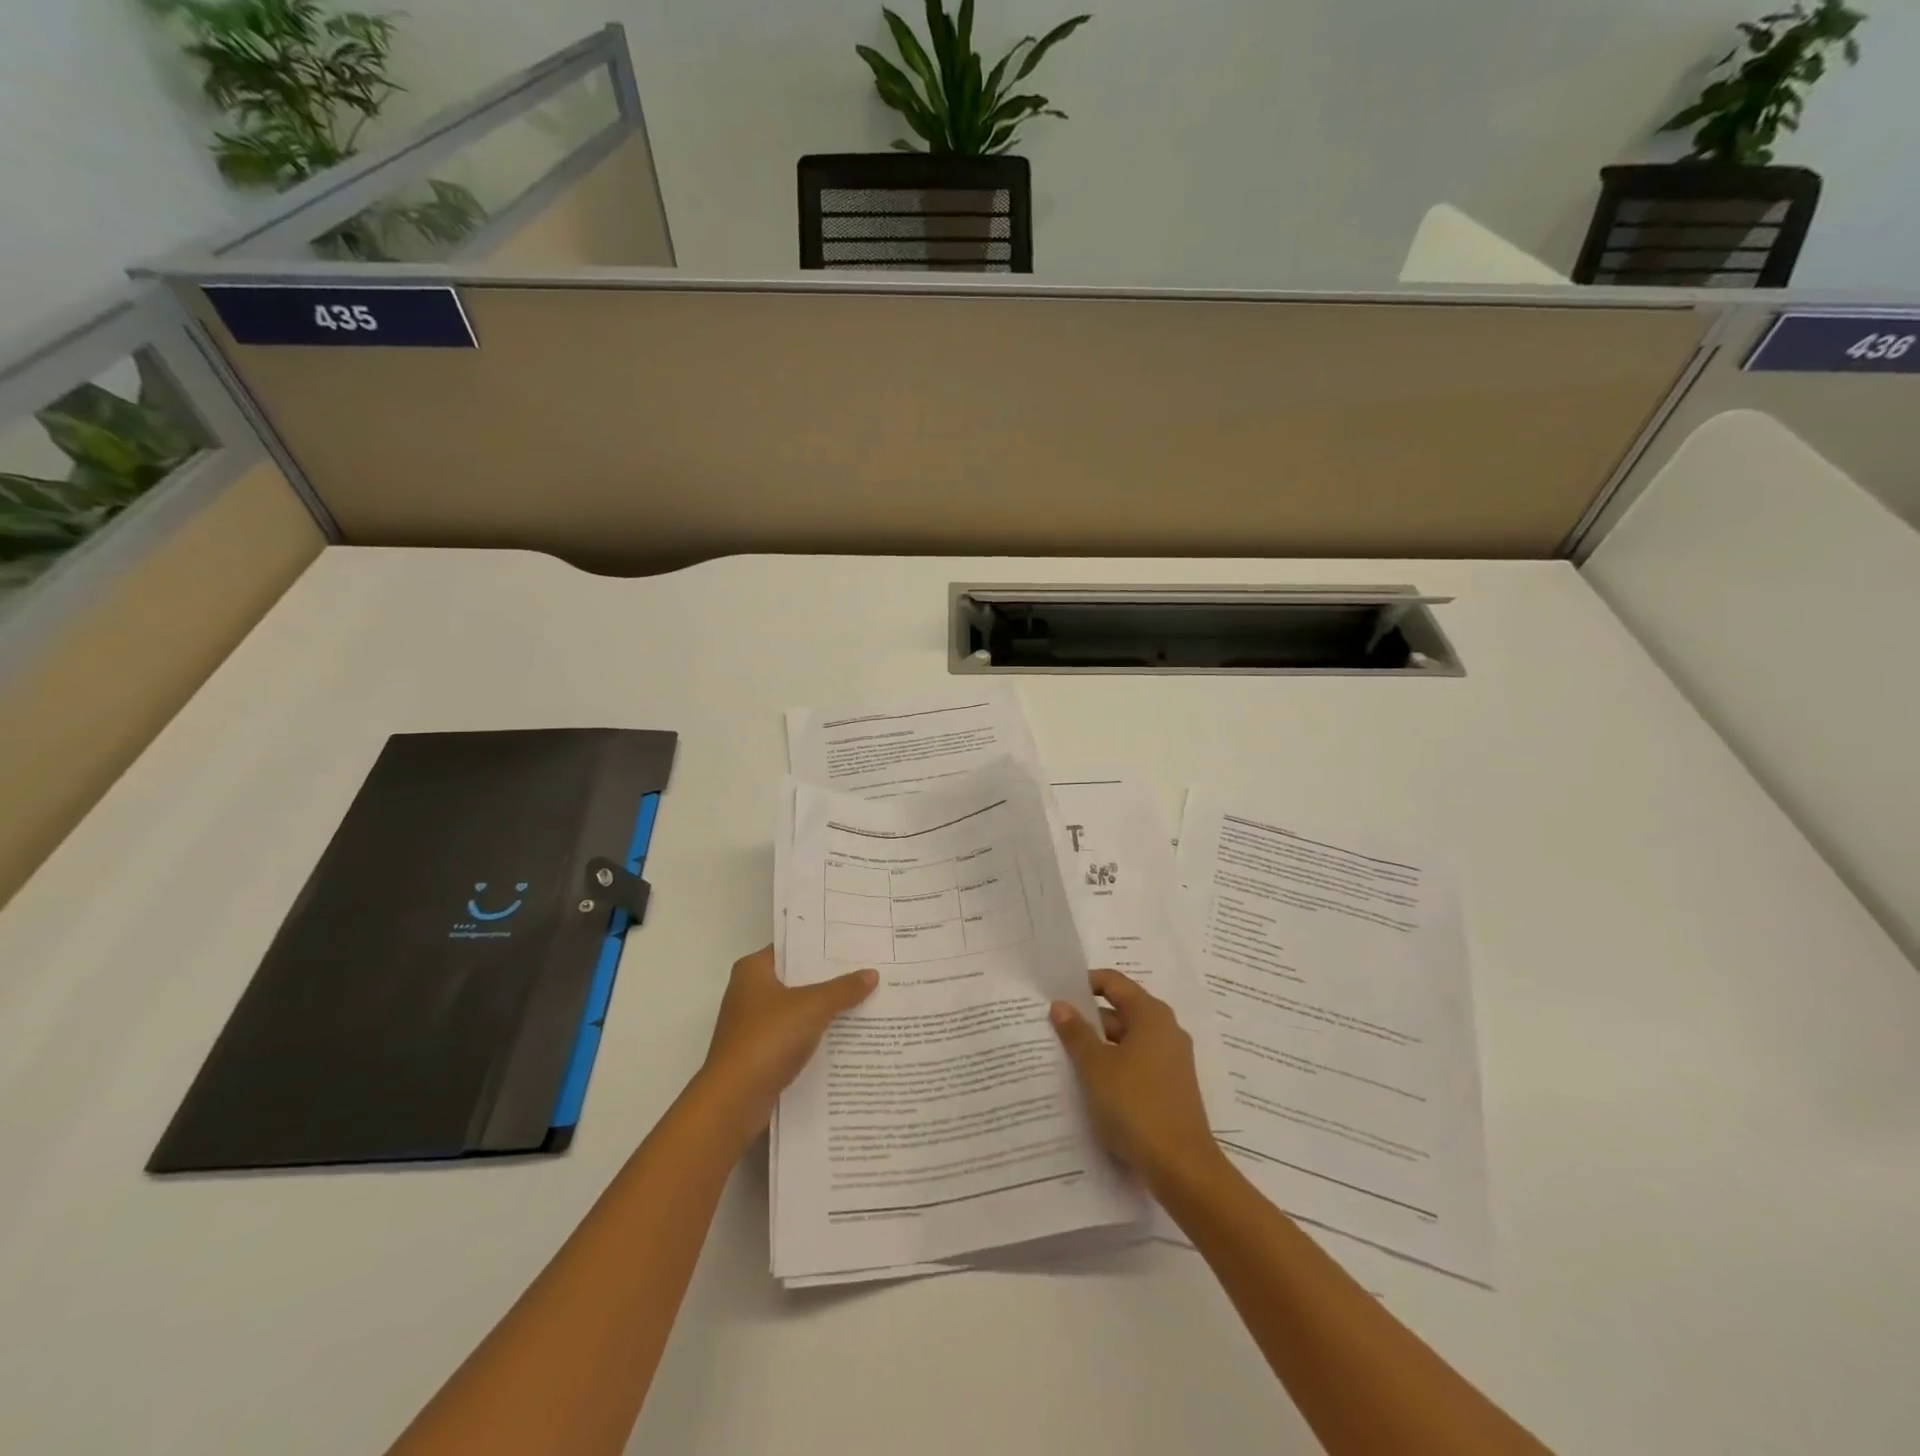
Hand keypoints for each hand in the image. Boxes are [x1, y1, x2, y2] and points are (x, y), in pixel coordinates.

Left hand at [696, 945, 876, 1141]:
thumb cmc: (768, 1039)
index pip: (793, 947)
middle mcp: (749, 992)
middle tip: (868, 969)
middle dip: (830, 978)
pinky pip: (795, 1035)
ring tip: (866, 999)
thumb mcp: (812, 1007)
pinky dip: (816, 1034)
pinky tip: (847, 1035)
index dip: (822, 946)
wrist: (735, 1101)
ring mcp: (753, 1025)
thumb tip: (872, 973)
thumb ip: (843, 989)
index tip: (854, 944)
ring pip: (798, 1009)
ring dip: (826, 1008)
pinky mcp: (760, 1053)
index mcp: (753, 970)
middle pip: (797, 978)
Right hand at [1050, 969, 1222, 1193]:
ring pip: (1127, 1041)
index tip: (1057, 995)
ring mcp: (1171, 1061)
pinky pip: (1136, 1065)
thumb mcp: (1096, 1066)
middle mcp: (1166, 1031)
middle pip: (1121, 1011)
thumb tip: (1061, 1005)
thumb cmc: (1135, 1105)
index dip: (1085, 984)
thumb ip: (1076, 1033)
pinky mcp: (1171, 1088)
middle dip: (1088, 1019)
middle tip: (1053, 1028)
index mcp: (1151, 1015)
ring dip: (1099, 1046)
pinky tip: (1091, 1085)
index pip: (1114, 983)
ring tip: (1065, 1057)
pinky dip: (1114, 1067)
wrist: (1182, 1167)